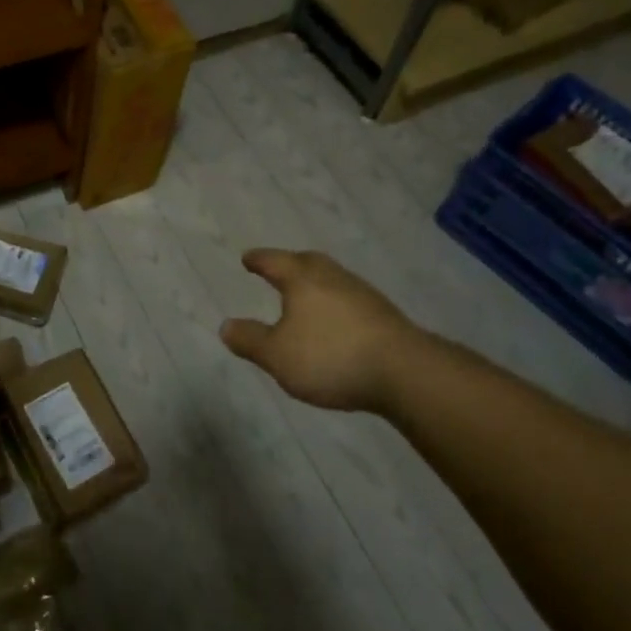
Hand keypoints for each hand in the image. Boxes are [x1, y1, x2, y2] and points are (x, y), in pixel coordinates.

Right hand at [219, 248, 430, 411]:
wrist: (405, 371)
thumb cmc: (331, 357)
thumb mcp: (278, 356)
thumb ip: (250, 340)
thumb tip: (226, 326)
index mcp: (303, 279)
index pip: (274, 261)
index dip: (258, 260)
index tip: (247, 258)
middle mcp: (332, 277)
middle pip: (307, 262)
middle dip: (290, 264)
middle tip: (278, 268)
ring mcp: (362, 294)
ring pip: (331, 279)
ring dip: (315, 283)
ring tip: (305, 296)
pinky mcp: (383, 315)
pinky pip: (349, 299)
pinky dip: (335, 303)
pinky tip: (336, 321)